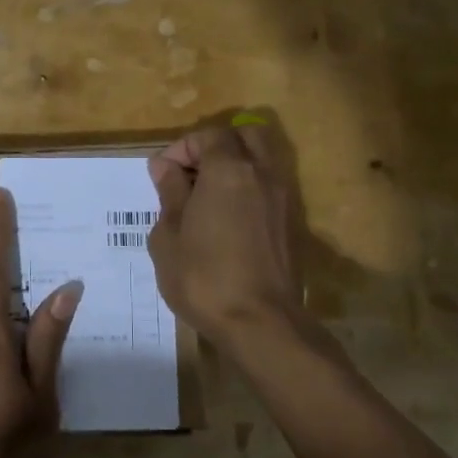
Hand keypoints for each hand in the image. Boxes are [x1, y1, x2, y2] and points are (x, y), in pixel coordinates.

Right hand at [147, 124, 302, 347]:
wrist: (260, 323)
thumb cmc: (203, 277)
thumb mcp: (169, 236)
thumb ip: (170, 193)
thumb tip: (166, 167)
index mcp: (229, 170)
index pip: (209, 135)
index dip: (183, 147)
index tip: (163, 173)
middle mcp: (262, 174)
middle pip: (245, 136)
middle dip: (216, 146)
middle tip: (191, 174)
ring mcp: (284, 199)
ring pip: (262, 161)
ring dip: (236, 167)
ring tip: (208, 198)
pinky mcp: (293, 224)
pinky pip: (270, 189)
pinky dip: (249, 190)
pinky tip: (228, 220)